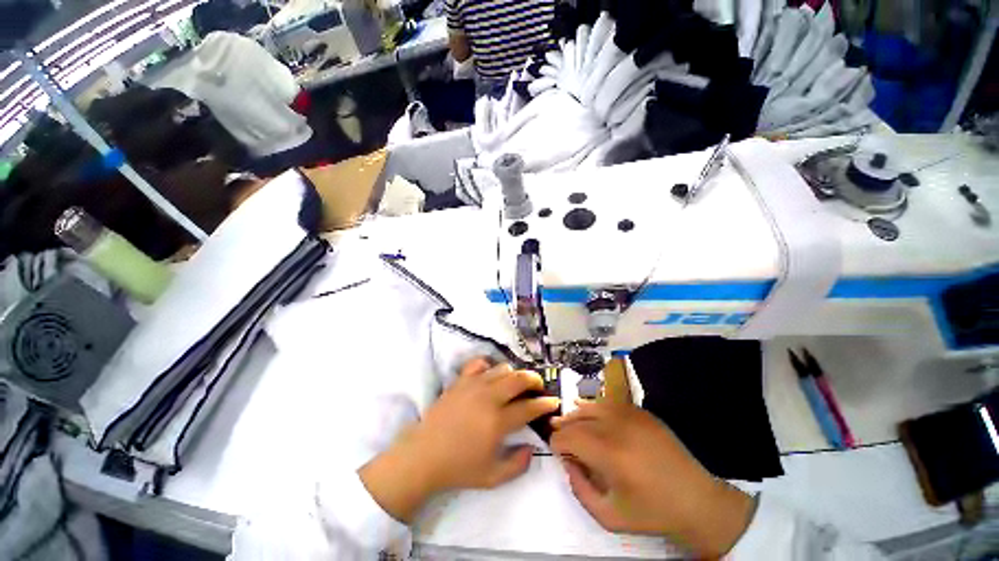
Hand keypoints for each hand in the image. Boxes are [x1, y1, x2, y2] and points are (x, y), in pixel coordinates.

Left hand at [360, 358, 559, 522]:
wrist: (423, 456)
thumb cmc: (458, 468)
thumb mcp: (492, 477)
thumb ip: (517, 464)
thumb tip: (532, 447)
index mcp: (498, 421)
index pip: (529, 407)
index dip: (545, 403)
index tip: (553, 401)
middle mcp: (489, 398)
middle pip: (519, 379)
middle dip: (534, 380)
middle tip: (539, 386)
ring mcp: (473, 385)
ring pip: (502, 369)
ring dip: (514, 374)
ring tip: (515, 383)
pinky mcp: (460, 381)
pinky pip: (479, 364)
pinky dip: (489, 366)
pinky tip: (490, 375)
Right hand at [551, 401, 755, 557]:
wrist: (697, 501)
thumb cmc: (651, 512)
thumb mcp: (608, 516)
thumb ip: (578, 488)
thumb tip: (568, 462)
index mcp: (608, 452)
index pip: (567, 436)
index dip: (556, 443)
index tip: (558, 454)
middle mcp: (616, 425)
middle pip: (576, 418)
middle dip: (564, 429)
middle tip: (563, 442)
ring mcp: (630, 414)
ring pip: (590, 406)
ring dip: (578, 416)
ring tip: (575, 428)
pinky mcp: (641, 411)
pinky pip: (609, 403)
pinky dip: (596, 409)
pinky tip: (594, 417)